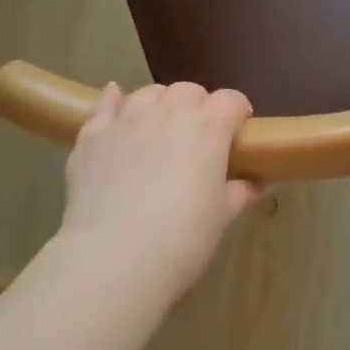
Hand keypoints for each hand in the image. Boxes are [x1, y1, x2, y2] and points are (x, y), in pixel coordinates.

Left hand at [59, 81, 261, 290]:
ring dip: (160, 103)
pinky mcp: (92, 135)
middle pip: (189, 91)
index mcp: (207, 129)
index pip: (230, 101)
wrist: (114, 258)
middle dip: (198, 105)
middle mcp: (168, 113)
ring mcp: (127, 120)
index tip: (238, 132)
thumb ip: (239, 193)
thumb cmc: (181, 239)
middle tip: (198, 135)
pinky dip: (113, 100)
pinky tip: (115, 99)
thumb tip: (256, 185)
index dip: (237, 112)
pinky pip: (104, 105)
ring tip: (159, 125)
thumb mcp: (221, 218)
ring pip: (149, 93)